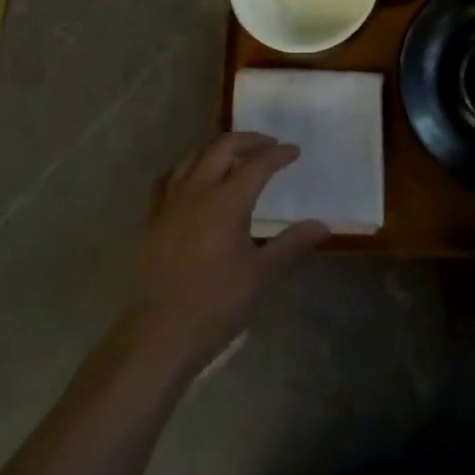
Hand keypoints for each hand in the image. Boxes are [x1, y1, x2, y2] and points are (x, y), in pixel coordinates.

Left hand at [123, 133, 328, 374]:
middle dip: (248, 140)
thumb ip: (292, 245)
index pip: (258, 164)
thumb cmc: (216, 304)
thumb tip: (323, 225)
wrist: (159, 334)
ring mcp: (170, 201)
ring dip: (217, 148)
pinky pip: (168, 177)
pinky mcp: (152, 217)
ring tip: (234, 155)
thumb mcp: (261, 276)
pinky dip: (186, 167)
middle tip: (268, 145)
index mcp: (227, 200)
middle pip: (223, 147)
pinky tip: (192, 178)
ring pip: (194, 155)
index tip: (294, 151)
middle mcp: (197, 190)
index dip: (278, 155)